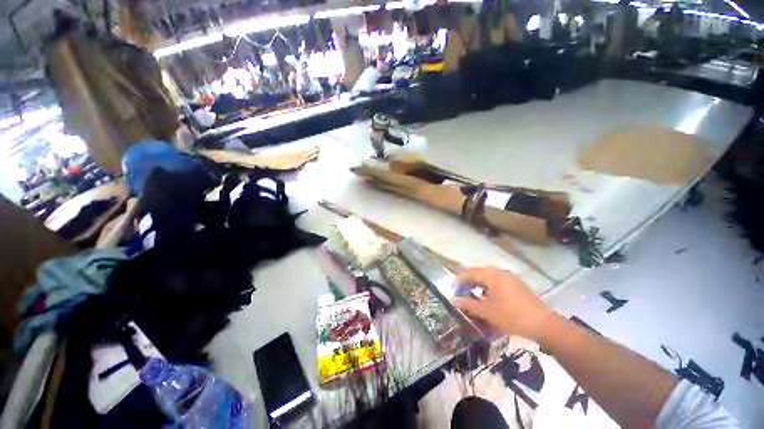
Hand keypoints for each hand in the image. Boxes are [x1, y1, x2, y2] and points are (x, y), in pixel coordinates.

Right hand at [452, 266, 555, 341]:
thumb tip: (453, 300)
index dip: (459, 280)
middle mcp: (500, 272)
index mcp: (491, 275)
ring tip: (472, 293)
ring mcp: (510, 277)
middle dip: (468, 280)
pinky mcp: (516, 284)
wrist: (543, 324)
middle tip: (461, 290)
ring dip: (478, 282)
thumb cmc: (511, 316)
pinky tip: (488, 296)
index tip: (453, 289)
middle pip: (479, 272)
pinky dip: (488, 285)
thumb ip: (468, 304)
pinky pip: (497, 280)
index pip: (470, 273)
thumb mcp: (486, 312)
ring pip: (488, 275)